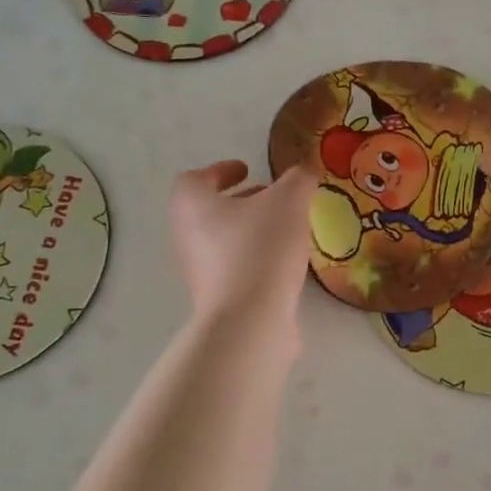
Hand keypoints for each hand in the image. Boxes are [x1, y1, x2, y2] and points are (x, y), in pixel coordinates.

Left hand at [168, 161, 312, 328]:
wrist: (249, 321)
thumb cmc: (260, 249)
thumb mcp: (289, 201)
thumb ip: (298, 180)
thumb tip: (303, 173)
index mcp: (192, 205)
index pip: (194, 179)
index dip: (220, 170)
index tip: (247, 170)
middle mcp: (187, 236)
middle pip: (209, 210)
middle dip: (241, 201)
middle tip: (272, 198)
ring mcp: (200, 271)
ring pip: (224, 240)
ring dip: (252, 230)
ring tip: (287, 230)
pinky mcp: (218, 298)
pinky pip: (236, 268)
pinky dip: (257, 259)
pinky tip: (287, 263)